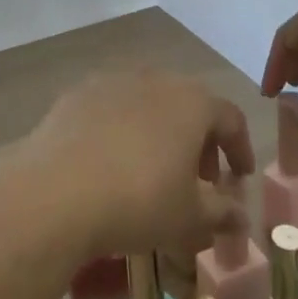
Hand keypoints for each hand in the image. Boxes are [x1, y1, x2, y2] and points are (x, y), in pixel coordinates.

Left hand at [20, 69, 254, 259]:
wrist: (57, 191)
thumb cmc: (139, 201)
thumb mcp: (189, 218)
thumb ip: (221, 213)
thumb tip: (240, 216)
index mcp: (192, 103)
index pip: (230, 118)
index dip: (239, 148)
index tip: (238, 177)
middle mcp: (155, 80)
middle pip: (188, 104)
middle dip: (199, 140)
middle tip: (198, 178)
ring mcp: (113, 81)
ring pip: (149, 102)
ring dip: (160, 131)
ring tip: (153, 169)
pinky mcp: (77, 93)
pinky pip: (112, 107)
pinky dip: (121, 129)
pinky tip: (111, 160)